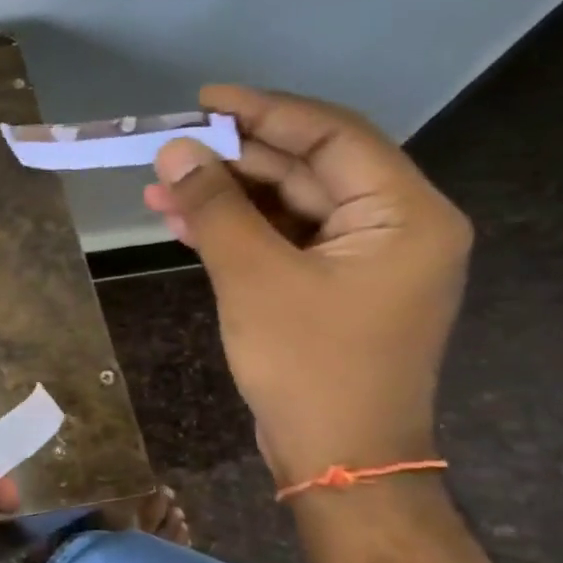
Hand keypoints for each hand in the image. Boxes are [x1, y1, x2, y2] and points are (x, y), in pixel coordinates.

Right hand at [144, 85, 471, 488]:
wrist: (337, 463)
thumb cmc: (309, 367)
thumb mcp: (255, 278)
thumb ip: (215, 207)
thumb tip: (175, 149)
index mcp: (404, 214)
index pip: (333, 136)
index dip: (265, 111)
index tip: (205, 100)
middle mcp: (393, 227)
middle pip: (307, 170)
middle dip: (233, 160)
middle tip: (169, 149)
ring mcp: (362, 260)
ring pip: (287, 207)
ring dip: (225, 197)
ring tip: (158, 188)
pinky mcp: (333, 288)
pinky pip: (282, 241)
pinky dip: (235, 232)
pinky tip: (182, 223)